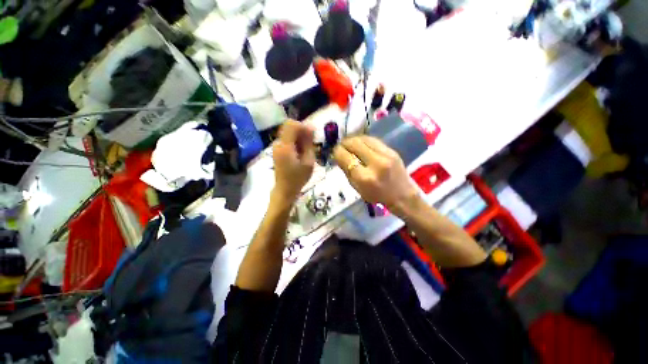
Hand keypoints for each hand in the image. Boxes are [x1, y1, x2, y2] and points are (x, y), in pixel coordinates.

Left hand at [272, 120, 315, 201]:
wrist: (285, 190)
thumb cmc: (298, 178)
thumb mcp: (308, 161)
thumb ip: (308, 143)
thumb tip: (311, 127)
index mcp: (285, 146)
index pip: (291, 124)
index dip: (303, 126)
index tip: (312, 136)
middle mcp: (278, 143)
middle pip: (290, 127)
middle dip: (302, 133)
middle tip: (311, 146)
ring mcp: (276, 146)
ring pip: (289, 133)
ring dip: (299, 138)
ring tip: (306, 152)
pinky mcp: (277, 150)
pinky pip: (288, 139)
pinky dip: (296, 143)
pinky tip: (300, 154)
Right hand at [333, 136, 418, 211]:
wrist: (402, 194)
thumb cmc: (377, 195)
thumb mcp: (357, 188)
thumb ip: (347, 171)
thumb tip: (338, 155)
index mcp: (364, 178)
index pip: (345, 157)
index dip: (337, 152)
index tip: (334, 152)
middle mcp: (375, 163)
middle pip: (354, 144)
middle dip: (343, 143)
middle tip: (341, 146)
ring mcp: (386, 154)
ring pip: (363, 138)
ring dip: (353, 139)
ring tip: (349, 144)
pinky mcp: (391, 150)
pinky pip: (372, 139)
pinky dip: (363, 140)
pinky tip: (360, 144)